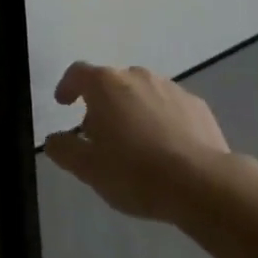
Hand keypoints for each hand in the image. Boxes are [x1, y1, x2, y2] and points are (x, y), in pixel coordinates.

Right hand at [43, 64, 238, 221]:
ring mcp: (170, 87)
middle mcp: (137, 76)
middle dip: (102, 104)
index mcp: (105, 85)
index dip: (67, 86)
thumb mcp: (88, 169)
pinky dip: (161, 120)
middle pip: (111, 83)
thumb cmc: (135, 172)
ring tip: (135, 144)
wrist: (202, 184)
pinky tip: (165, 148)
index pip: (78, 73)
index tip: (63, 104)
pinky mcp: (197, 105)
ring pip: (142, 93)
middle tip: (100, 136)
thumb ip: (64, 150)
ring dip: (133, 111)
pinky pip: (169, 107)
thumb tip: (54, 139)